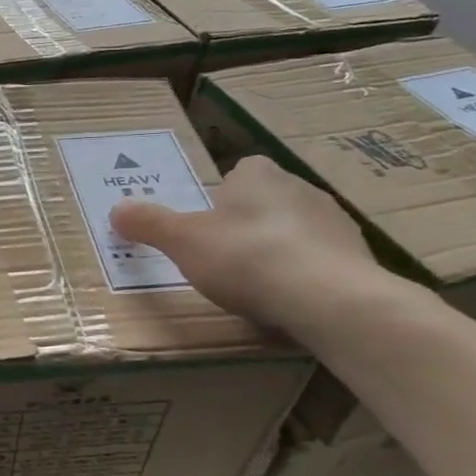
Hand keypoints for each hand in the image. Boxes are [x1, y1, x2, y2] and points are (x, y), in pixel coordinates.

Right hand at [108, 155, 392, 334]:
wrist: (327, 297)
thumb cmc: (245, 256)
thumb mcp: (182, 241)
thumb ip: (149, 224)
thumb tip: (116, 209)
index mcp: (257, 174)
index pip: (237, 173)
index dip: (220, 198)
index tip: (206, 227)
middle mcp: (300, 187)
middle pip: (265, 202)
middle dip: (247, 225)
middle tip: (224, 259)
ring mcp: (335, 221)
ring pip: (295, 231)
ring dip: (279, 250)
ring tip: (257, 286)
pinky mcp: (358, 256)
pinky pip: (322, 261)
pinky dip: (306, 275)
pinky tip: (290, 301)